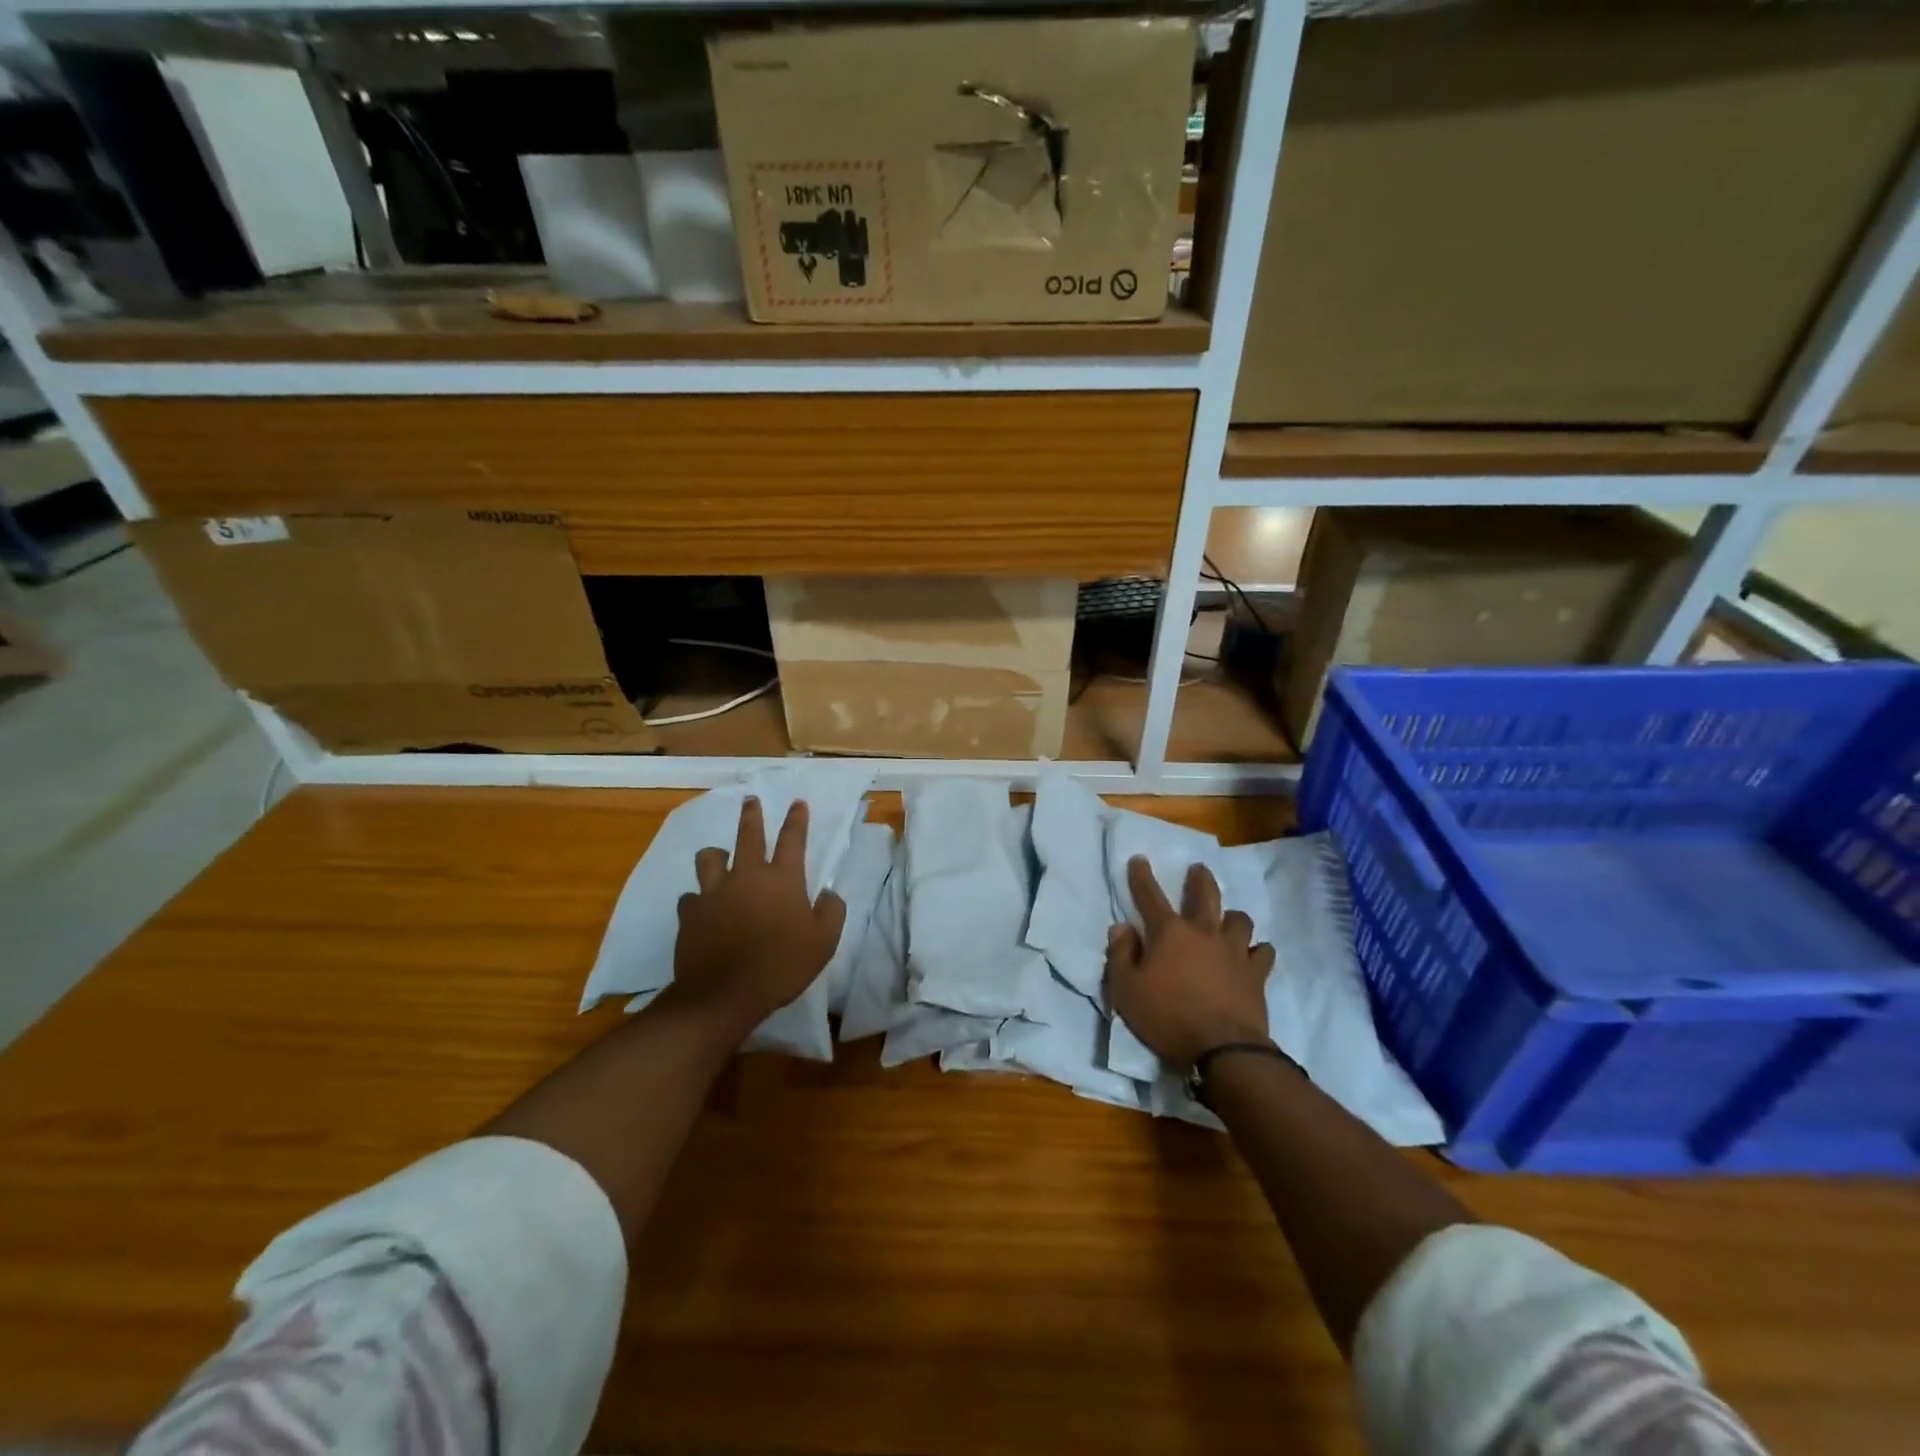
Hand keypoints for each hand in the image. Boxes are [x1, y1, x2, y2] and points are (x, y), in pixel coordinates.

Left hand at [669, 797, 846, 1035]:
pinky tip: (701, 907)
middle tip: (750, 800)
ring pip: (710, 858)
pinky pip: (691, 896)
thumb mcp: (823, 942)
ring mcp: (714, 892)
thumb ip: (832, 912)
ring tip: (719, 856)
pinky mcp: (690, 913)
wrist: (723, 994)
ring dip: (717, 855)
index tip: (797, 803)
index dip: (797, 819)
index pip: (793, 839)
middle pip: (748, 834)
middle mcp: (747, 875)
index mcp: (782, 879)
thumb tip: (828, 894)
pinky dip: (698, 898)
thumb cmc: (781, 965)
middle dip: (752, 814)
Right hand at [1105, 857, 1275, 1070]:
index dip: (1142, 876)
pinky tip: (1254, 954)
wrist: (1223, 1049)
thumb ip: (1120, 955)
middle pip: (1205, 895)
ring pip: (1239, 920)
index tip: (1139, 859)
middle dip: (1199, 879)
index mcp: (1169, 933)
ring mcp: (1234, 951)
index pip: (1150, 896)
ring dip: (1232, 916)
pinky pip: (1262, 952)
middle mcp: (1204, 932)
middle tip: (1198, 869)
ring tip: (1229, 918)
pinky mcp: (1256, 974)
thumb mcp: (1126, 990)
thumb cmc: (1168, 1016)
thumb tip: (1122, 927)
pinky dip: (1257, 950)